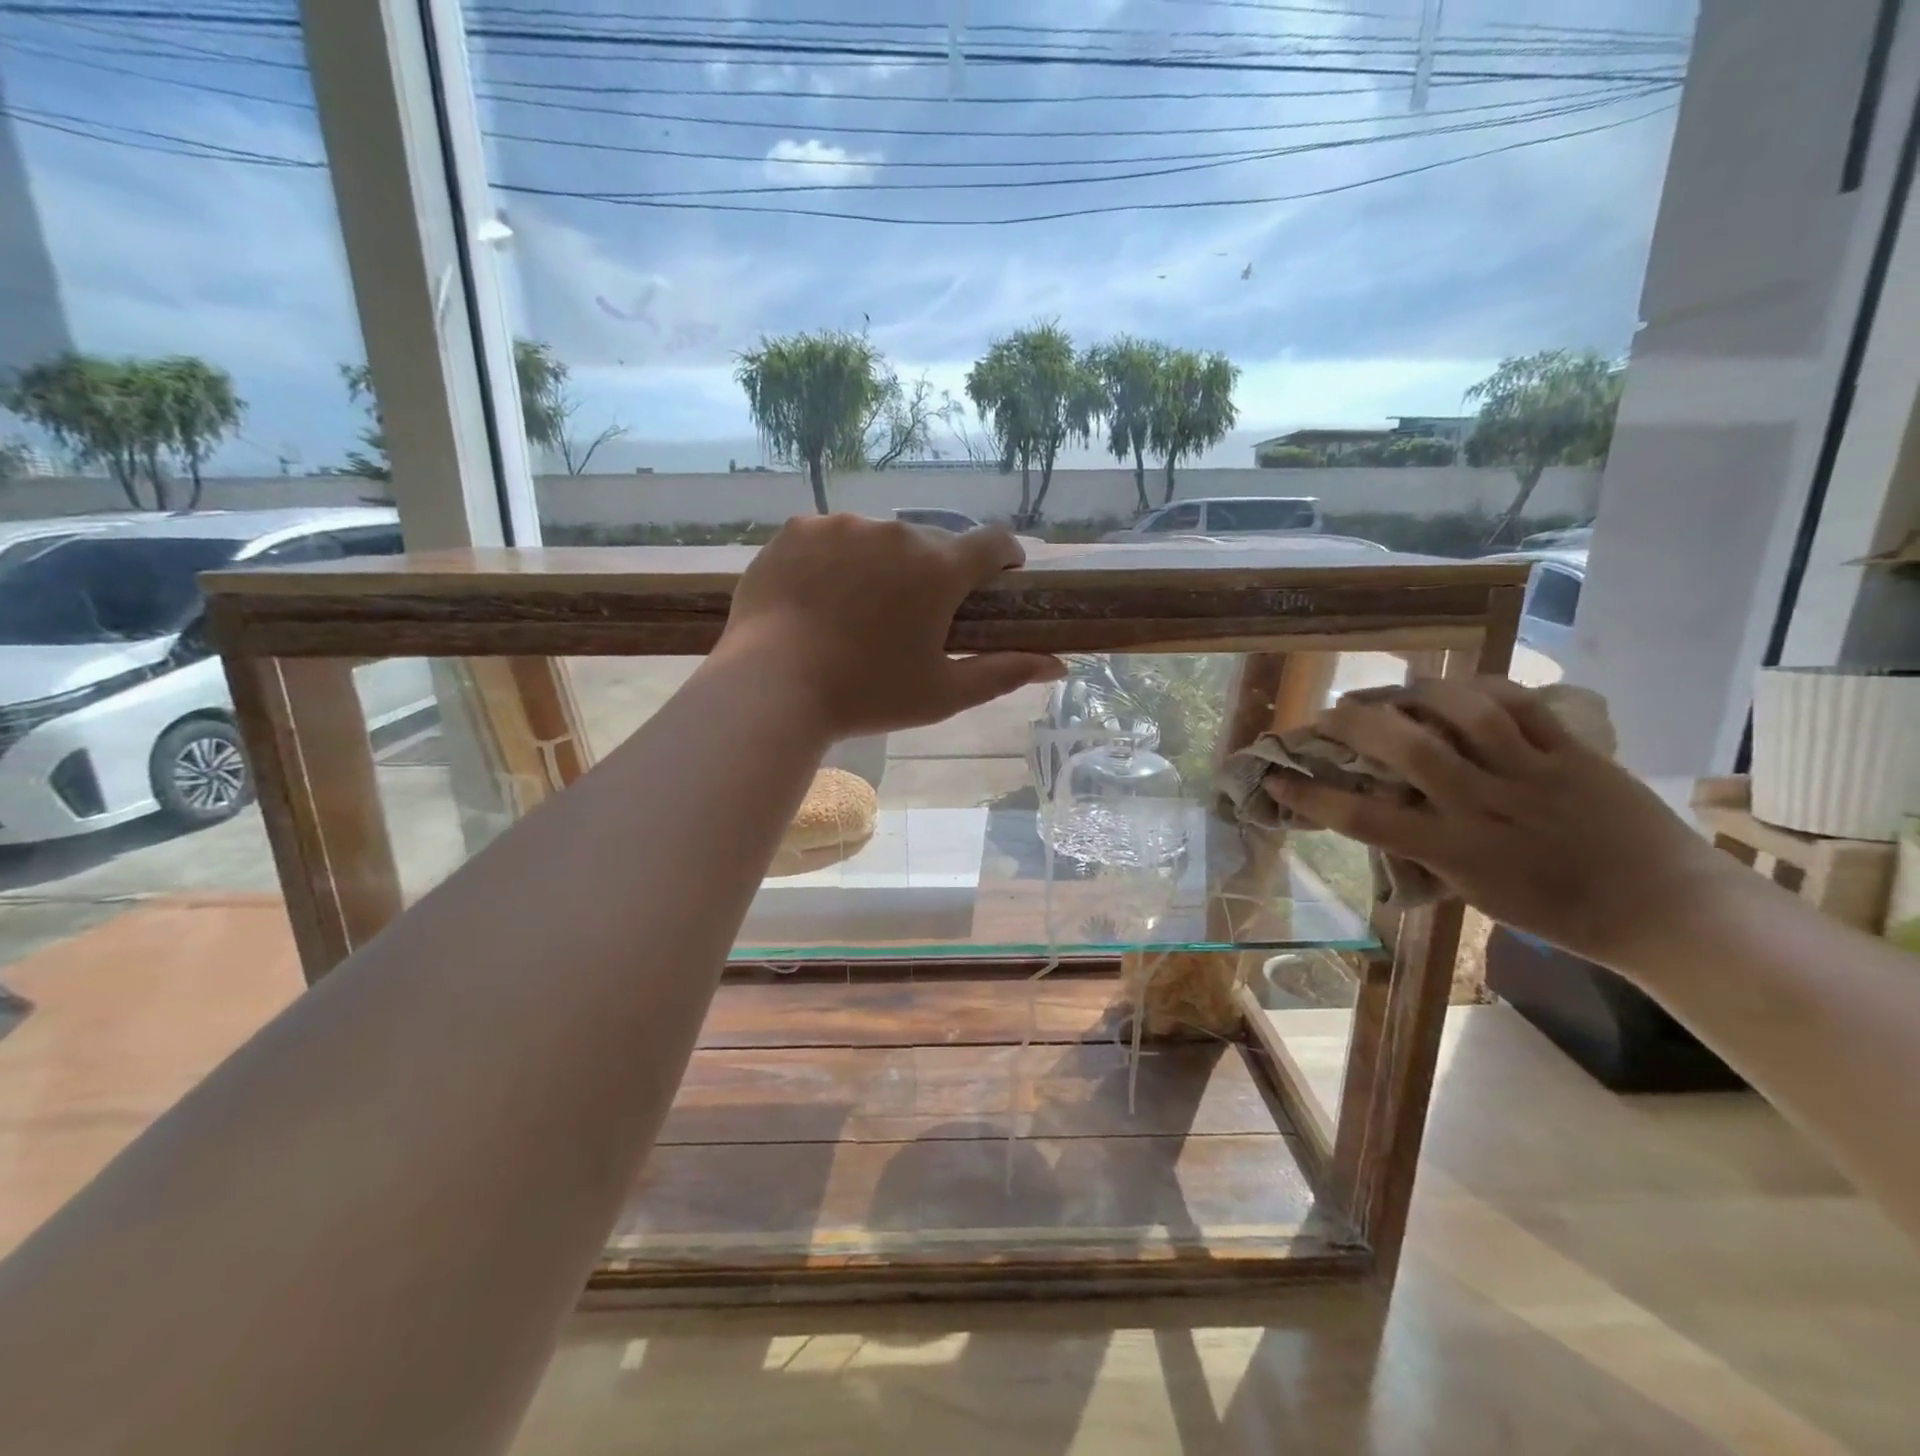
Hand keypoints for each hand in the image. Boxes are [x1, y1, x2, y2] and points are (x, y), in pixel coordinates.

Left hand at [716, 514, 1065, 739]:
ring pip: (878, 539)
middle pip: (931, 544)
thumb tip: (1057, 665)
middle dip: (932, 573)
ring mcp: (841, 526)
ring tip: (856, 610)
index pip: (993, 542)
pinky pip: (830, 537)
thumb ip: (1003, 673)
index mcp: (938, 569)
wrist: (772, 689)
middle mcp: (895, 533)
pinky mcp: (797, 530)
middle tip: (912, 617)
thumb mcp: (942, 694)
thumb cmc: (867, 697)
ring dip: (880, 565)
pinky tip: (819, 597)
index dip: (1004, 558)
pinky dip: (834, 560)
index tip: (999, 578)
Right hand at [1268, 677, 1738, 968]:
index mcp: (1454, 849)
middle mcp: (1483, 804)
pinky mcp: (1573, 752)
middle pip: (1406, 746)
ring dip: (1415, 693)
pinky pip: (1520, 705)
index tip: (1276, 779)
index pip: (1363, 818)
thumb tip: (1385, 809)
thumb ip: (1427, 846)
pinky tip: (1457, 687)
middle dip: (1355, 722)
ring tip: (1393, 691)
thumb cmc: (1557, 910)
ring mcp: (1532, 773)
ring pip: (1462, 712)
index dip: (1311, 796)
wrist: (1664, 909)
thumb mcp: (1473, 889)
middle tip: (1330, 713)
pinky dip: (1480, 688)